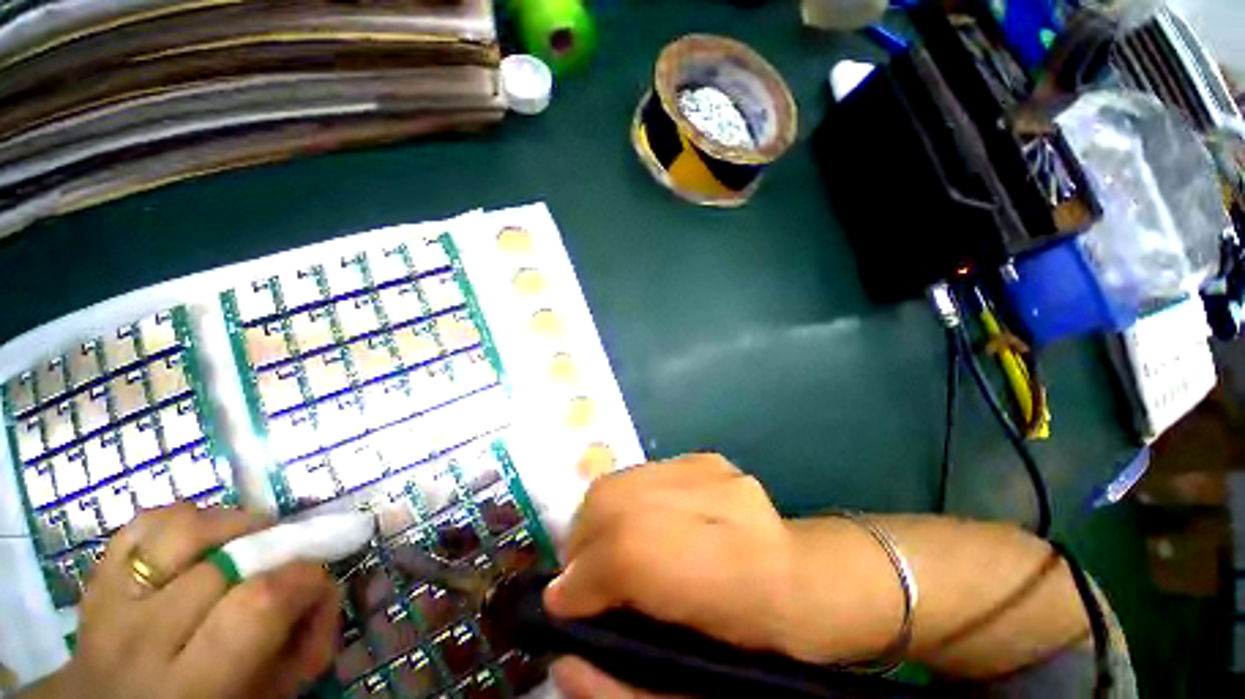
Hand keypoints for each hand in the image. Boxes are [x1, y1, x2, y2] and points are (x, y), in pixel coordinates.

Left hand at [33, 503, 340, 698]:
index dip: (305, 580)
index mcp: (190, 687)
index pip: (260, 604)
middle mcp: (142, 641)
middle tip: (290, 559)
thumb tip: (322, 591)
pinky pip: (141, 525)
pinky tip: (201, 536)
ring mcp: (111, 604)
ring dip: (231, 524)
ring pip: (180, 529)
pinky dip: (182, 518)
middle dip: (276, 549)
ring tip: (249, 538)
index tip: (318, 583)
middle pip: (225, 563)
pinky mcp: (96, 579)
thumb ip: (299, 646)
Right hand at [543, 454, 802, 696]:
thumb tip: (564, 659)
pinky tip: (636, 526)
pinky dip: (621, 501)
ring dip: (596, 518)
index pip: (630, 550)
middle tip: (581, 578)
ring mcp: (710, 469)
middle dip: (580, 542)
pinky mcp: (703, 458)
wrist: (807, 578)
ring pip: (620, 481)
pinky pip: (638, 474)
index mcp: (731, 571)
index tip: (562, 605)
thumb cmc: (759, 645)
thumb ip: (624, 687)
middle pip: (614, 499)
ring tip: (604, 551)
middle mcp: (719, 502)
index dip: (584, 578)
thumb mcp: (699, 694)